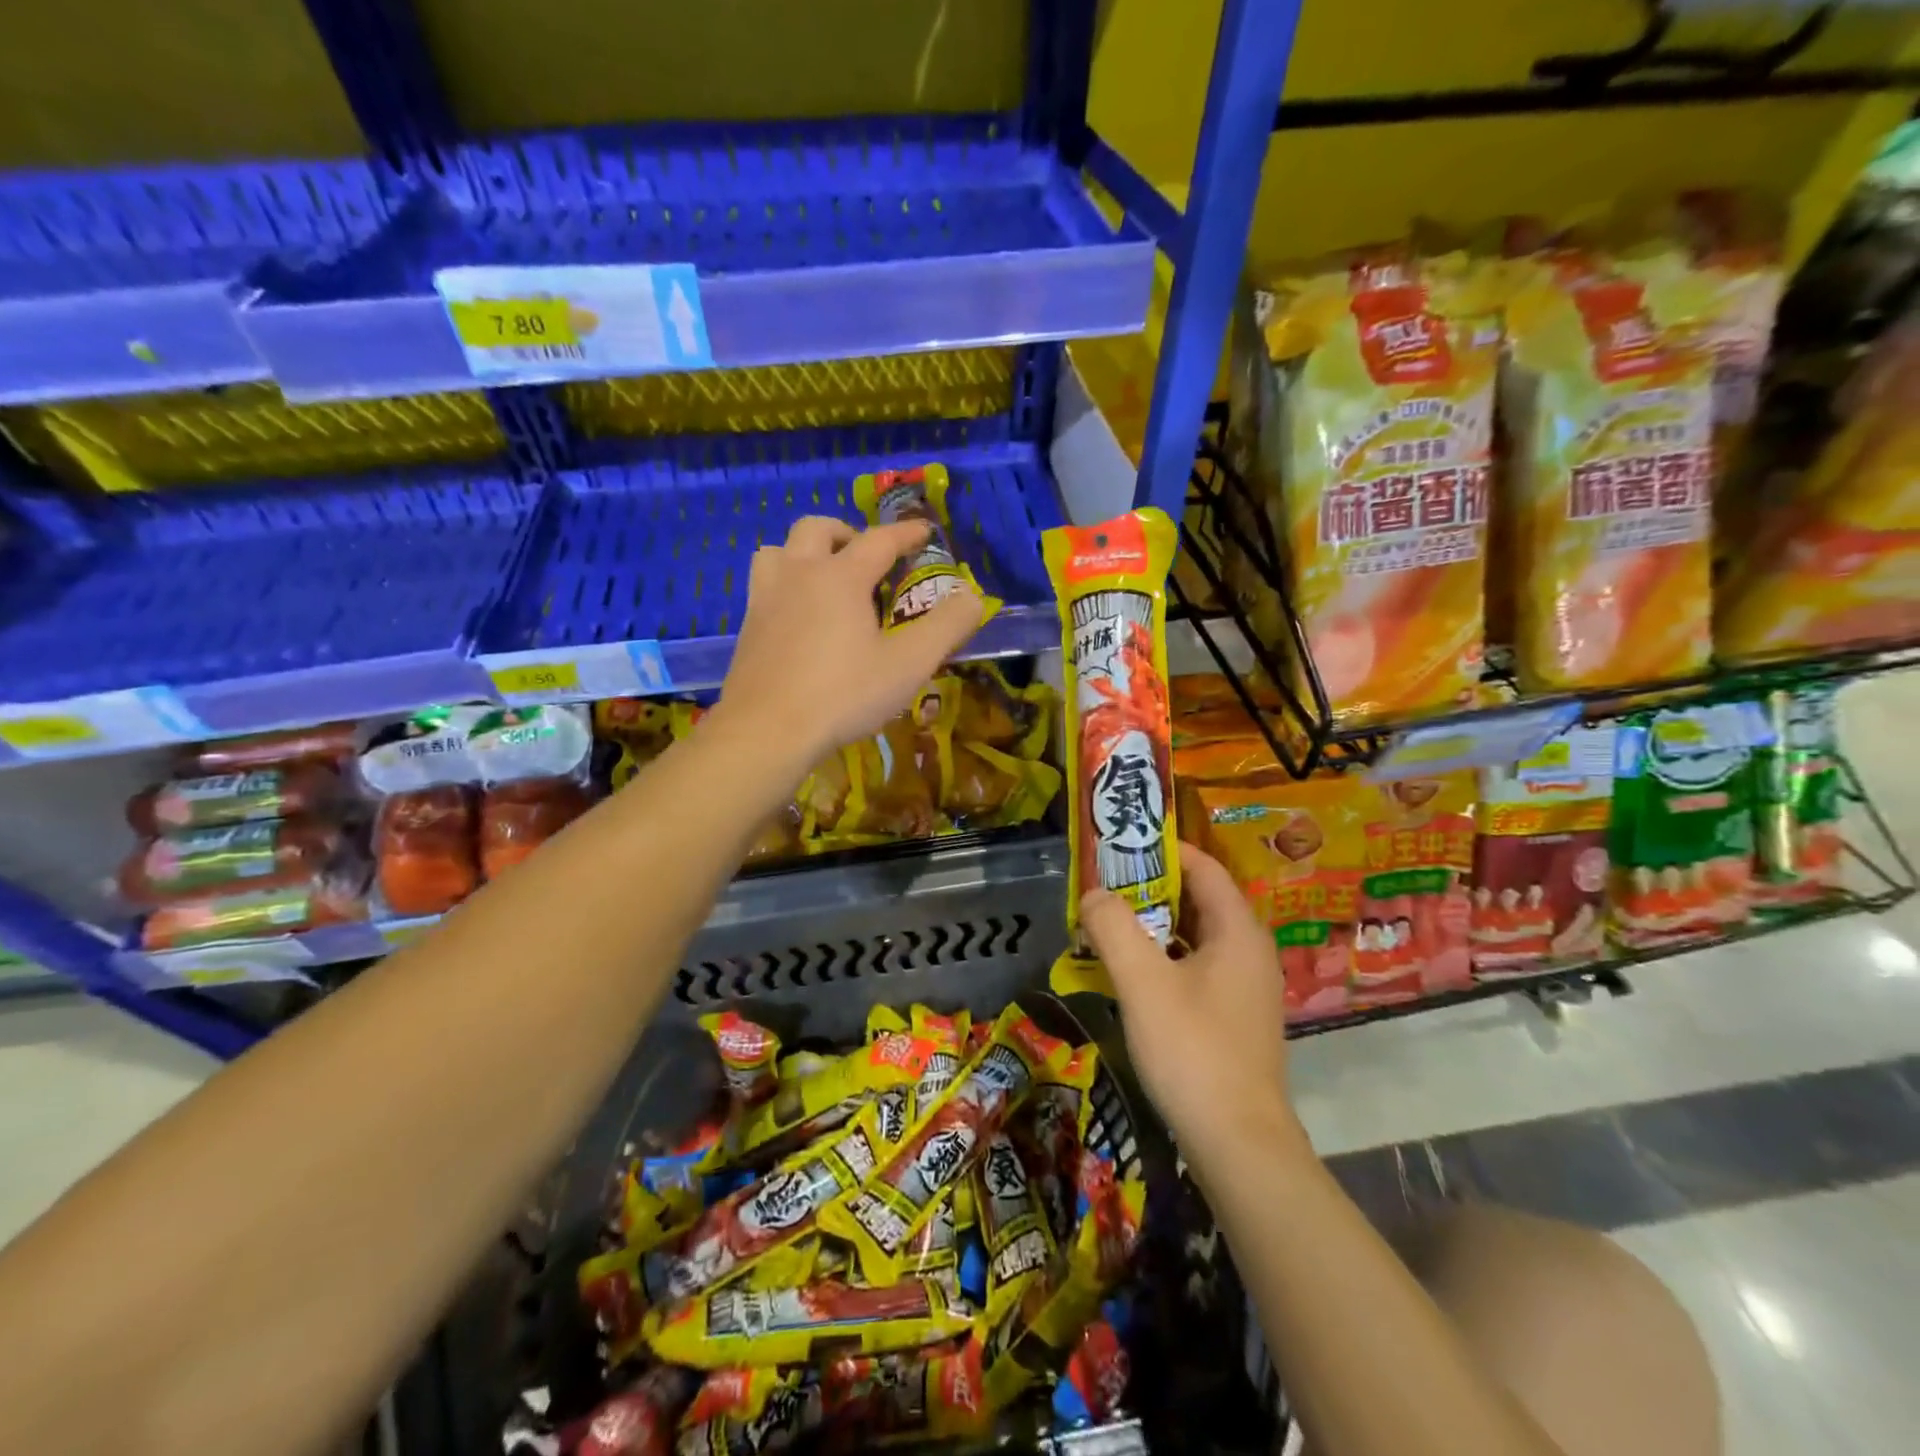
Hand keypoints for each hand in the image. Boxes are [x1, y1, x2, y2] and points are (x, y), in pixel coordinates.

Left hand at [714, 516, 984, 770]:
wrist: (767, 731)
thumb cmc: (844, 694)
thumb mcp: (909, 664)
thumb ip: (946, 626)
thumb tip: (973, 596)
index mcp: (841, 577)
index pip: (879, 540)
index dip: (906, 533)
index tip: (924, 532)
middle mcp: (799, 575)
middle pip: (816, 528)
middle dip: (846, 533)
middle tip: (866, 558)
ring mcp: (765, 599)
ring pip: (778, 551)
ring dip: (804, 553)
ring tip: (824, 578)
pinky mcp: (747, 628)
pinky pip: (764, 586)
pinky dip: (785, 585)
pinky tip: (798, 618)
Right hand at [1080, 842, 1304, 1166]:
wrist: (1239, 1145)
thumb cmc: (1193, 1051)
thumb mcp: (1143, 982)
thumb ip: (1113, 928)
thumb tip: (1094, 894)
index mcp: (1237, 931)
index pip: (1203, 868)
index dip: (1163, 850)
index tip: (1119, 846)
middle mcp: (1248, 951)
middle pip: (1198, 900)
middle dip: (1149, 888)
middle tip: (1103, 887)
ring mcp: (1245, 987)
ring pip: (1194, 936)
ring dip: (1152, 926)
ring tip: (1107, 925)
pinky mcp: (1235, 1017)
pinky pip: (1196, 967)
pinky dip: (1163, 959)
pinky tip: (1129, 974)